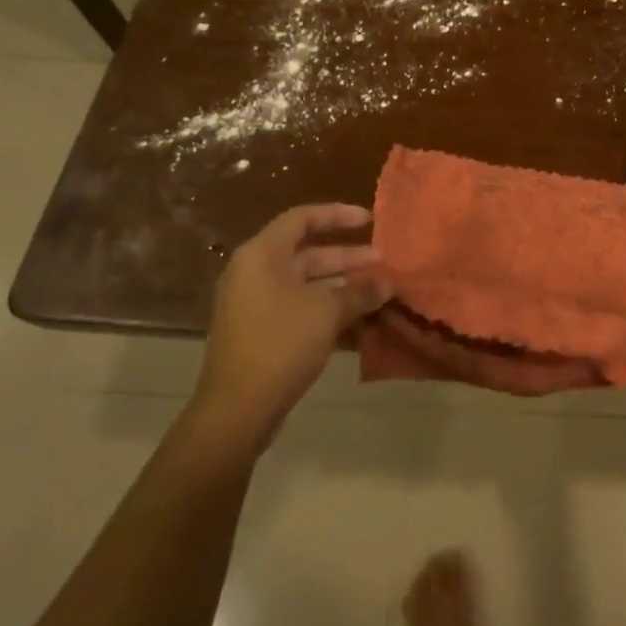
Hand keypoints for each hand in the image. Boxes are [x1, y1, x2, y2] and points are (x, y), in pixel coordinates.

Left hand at [193, 203, 388, 438]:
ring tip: (379, 293)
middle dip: (348, 258)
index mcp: (262, 255)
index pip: (302, 218)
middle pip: (307, 254)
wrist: (236, 410)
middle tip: (383, 262)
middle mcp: (255, 273)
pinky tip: (361, 324)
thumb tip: (389, 283)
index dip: (338, 215)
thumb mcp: (328, 312)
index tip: (370, 220)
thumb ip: (360, 292)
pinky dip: (328, 311)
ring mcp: (255, 305)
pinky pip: (299, 310)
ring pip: (306, 285)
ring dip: (342, 287)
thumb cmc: (281, 343)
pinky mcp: (260, 333)